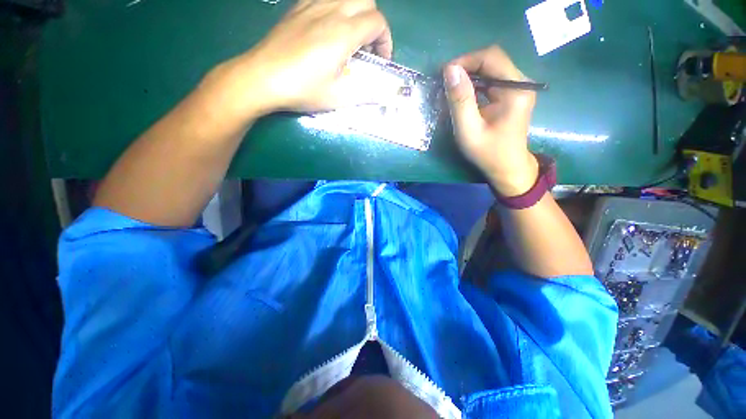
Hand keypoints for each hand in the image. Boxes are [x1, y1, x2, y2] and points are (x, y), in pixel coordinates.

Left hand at [208, 0, 392, 118]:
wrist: (262, 77)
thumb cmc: (302, 90)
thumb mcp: (337, 98)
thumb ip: (364, 94)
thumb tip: (382, 95)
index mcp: (343, 33)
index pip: (377, 22)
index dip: (385, 41)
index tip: (380, 60)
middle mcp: (331, 11)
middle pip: (366, 1)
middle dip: (374, 24)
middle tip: (366, 48)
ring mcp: (312, 5)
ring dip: (357, 13)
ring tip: (350, 37)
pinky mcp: (298, 8)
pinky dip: (337, 8)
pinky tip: (330, 28)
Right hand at [443, 46, 538, 196]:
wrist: (508, 168)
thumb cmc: (488, 153)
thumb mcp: (469, 131)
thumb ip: (460, 101)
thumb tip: (450, 70)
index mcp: (516, 90)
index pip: (491, 57)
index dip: (465, 60)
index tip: (444, 74)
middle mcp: (521, 83)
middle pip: (492, 60)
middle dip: (466, 67)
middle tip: (445, 83)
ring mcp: (518, 88)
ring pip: (491, 69)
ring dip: (469, 76)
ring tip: (451, 90)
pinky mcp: (512, 95)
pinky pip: (492, 80)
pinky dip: (475, 84)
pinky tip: (464, 96)